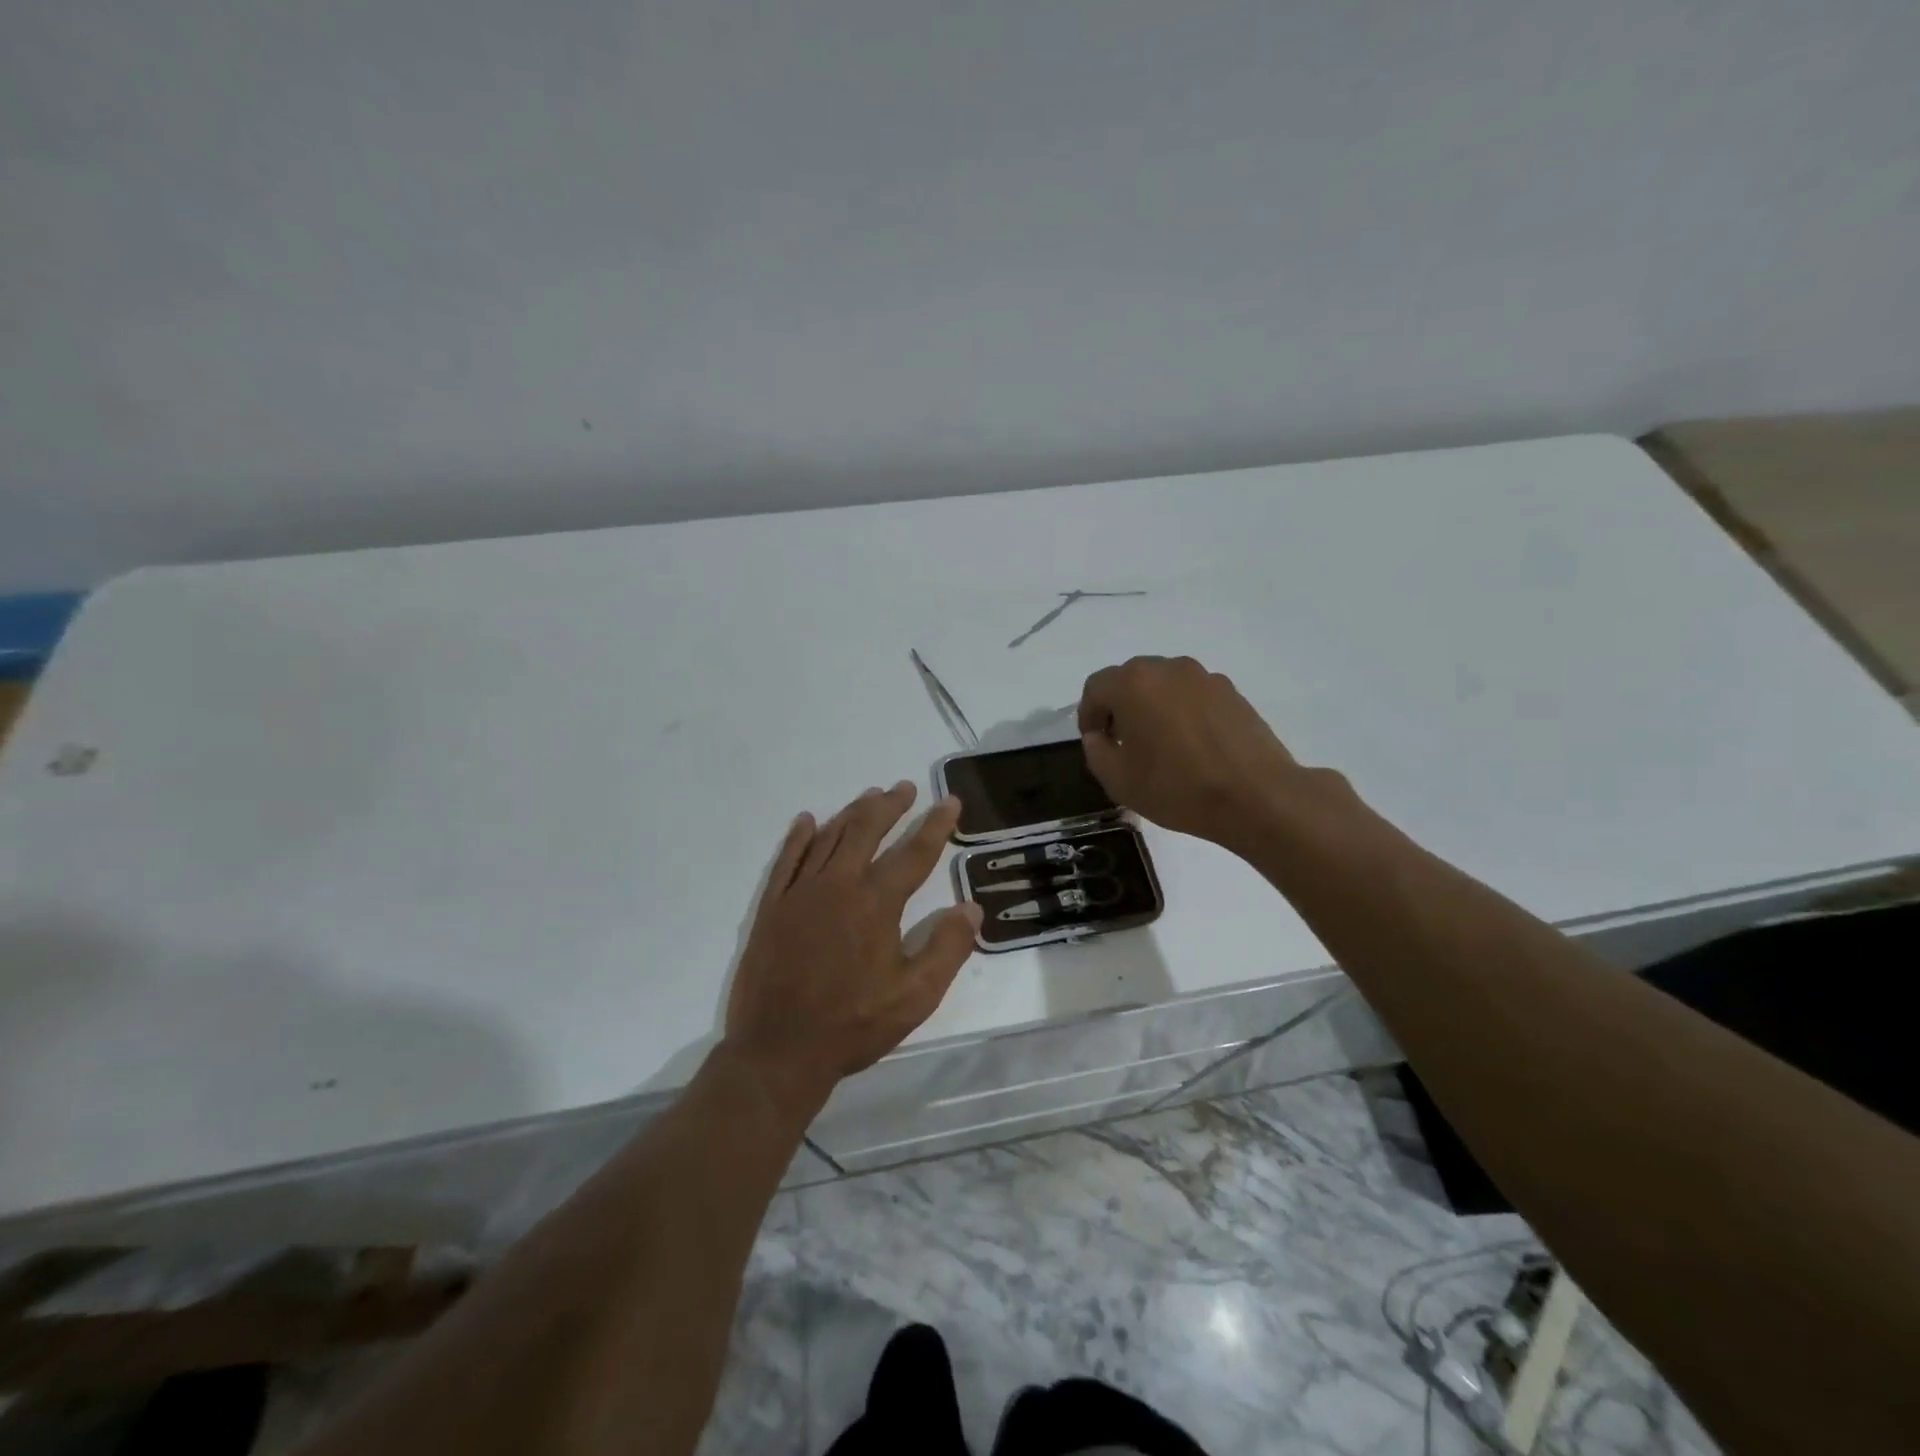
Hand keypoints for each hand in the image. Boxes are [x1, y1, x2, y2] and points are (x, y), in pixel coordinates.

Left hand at [723, 782, 980, 1101]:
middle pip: (867, 831)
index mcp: (876, 903)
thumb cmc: (853, 1025)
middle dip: (890, 806)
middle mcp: (838, 885)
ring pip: (829, 837)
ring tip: (870, 796)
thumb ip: (947, 948)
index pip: (914, 853)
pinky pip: (787, 860)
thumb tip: (971, 907)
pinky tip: (808, 821)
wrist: (778, 1050)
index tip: (950, 801)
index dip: (935, 825)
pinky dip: (800, 837)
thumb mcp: (915, 996)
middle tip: (905, 787)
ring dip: (852, 813)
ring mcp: (800, 893)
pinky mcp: (772, 907)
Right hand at [1078, 655, 1330, 851]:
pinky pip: (1192, 695)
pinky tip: (1191, 746)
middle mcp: (1168, 669)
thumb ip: (1095, 750)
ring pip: (1163, 685)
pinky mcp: (1232, 692)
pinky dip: (1182, 712)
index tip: (1095, 742)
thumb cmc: (1178, 788)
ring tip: (1160, 745)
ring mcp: (1204, 677)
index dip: (1088, 714)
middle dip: (1119, 707)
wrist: (1257, 796)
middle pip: (1130, 679)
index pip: (1096, 687)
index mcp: (1133, 684)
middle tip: (1123, 743)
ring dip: (1152, 707)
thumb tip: (1098, 736)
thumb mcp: (1118, 780)